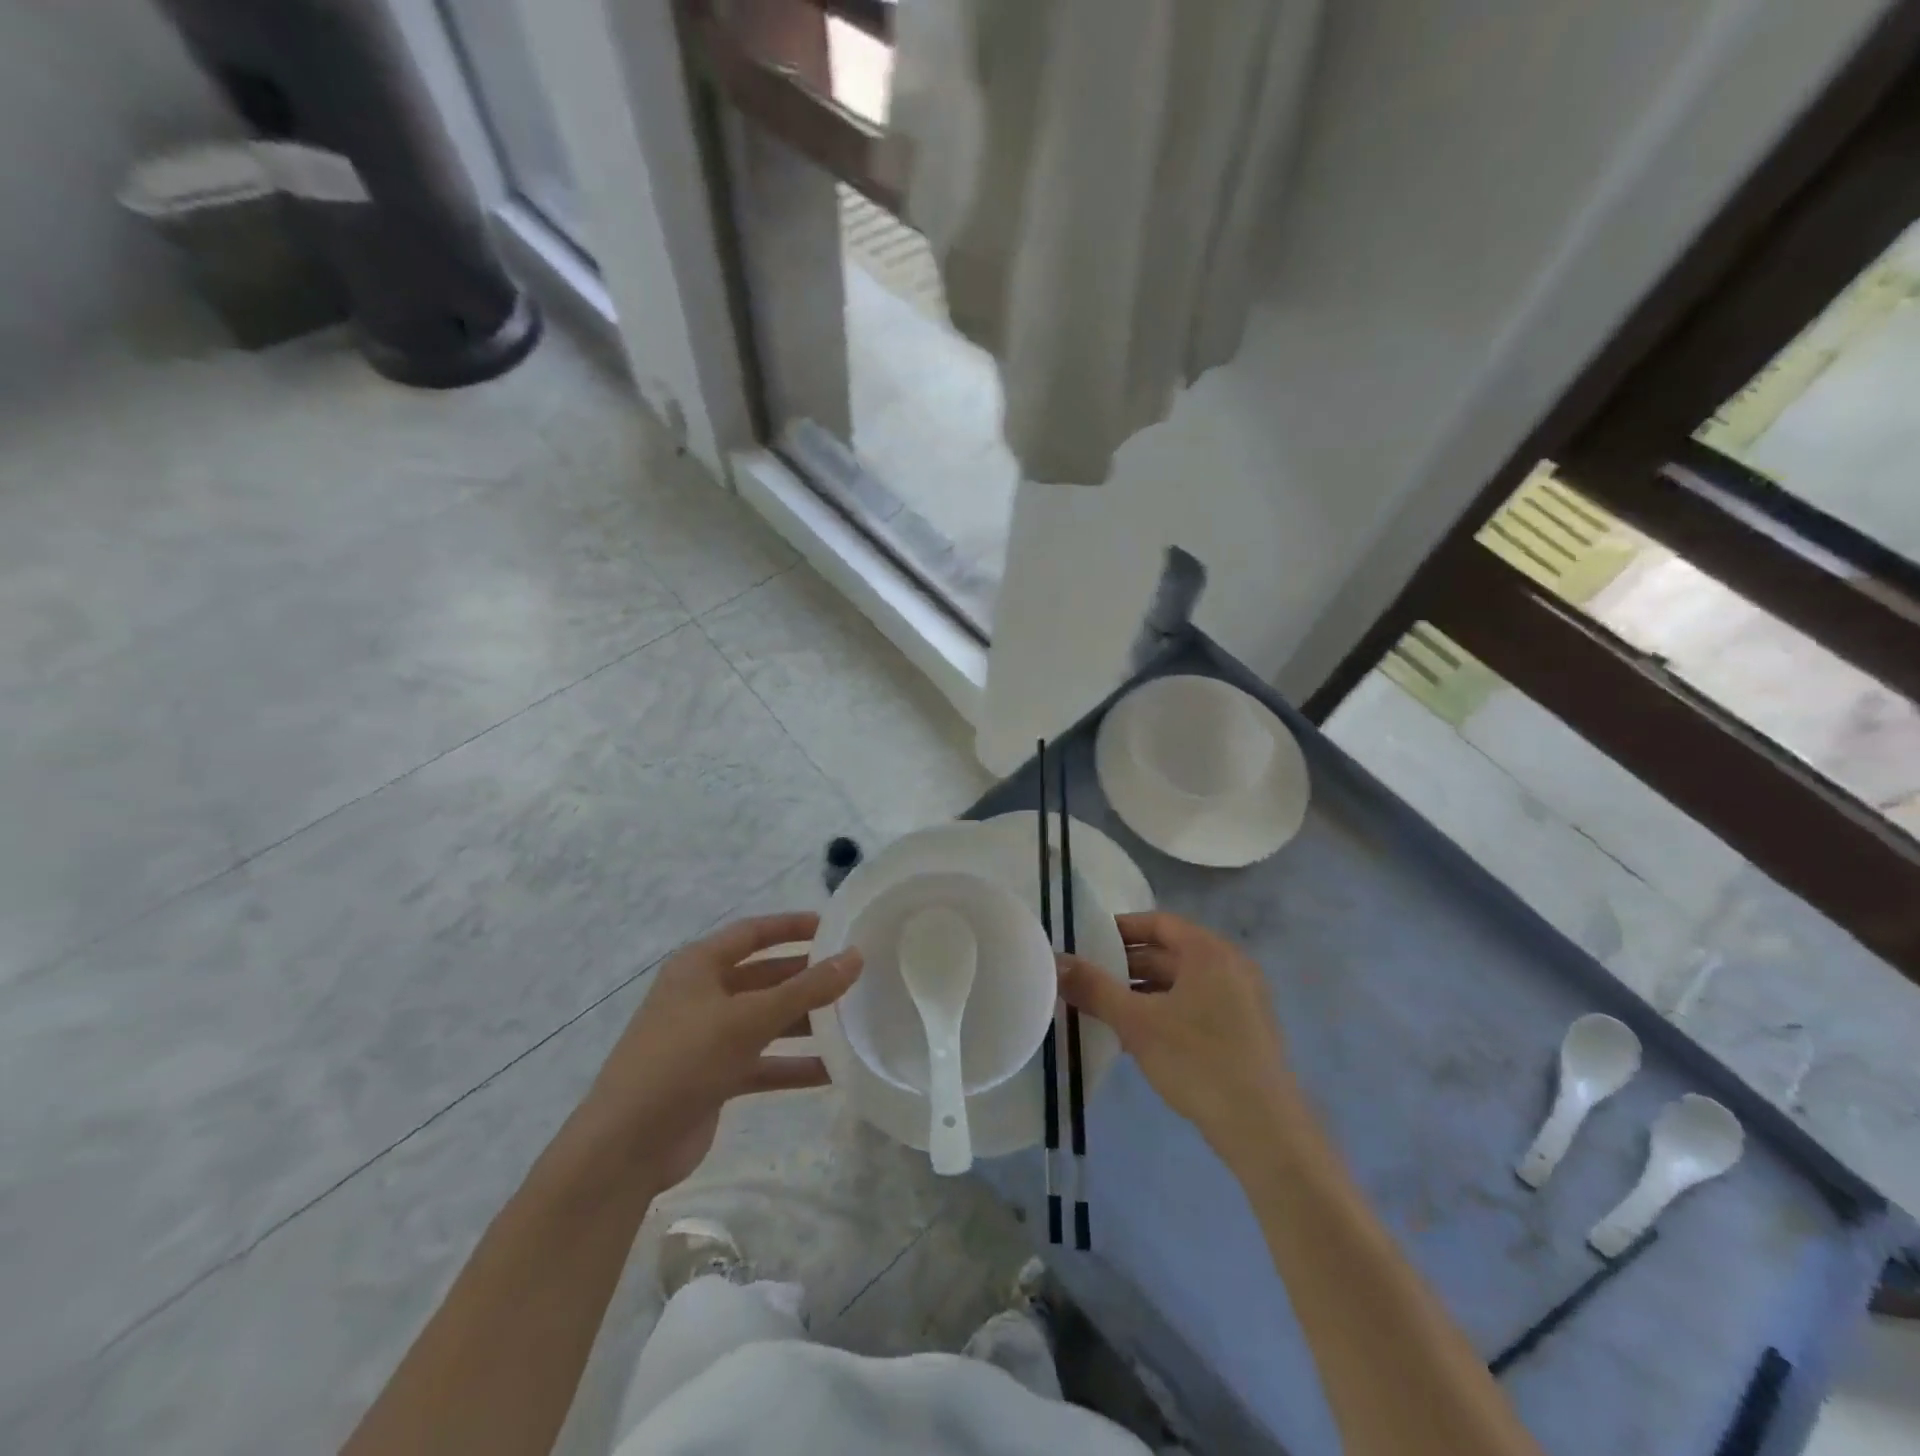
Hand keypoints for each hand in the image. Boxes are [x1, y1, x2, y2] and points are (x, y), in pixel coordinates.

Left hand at [582, 913, 861, 1189]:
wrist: (624, 1149)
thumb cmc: (683, 1061)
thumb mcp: (748, 1018)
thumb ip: (806, 989)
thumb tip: (856, 956)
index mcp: (699, 965)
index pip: (753, 932)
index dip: (792, 926)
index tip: (835, 926)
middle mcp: (703, 995)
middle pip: (764, 976)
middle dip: (806, 977)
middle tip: (854, 976)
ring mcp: (708, 1038)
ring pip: (767, 1020)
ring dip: (805, 1023)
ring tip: (853, 1021)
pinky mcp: (715, 1077)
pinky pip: (763, 1062)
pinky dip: (793, 1065)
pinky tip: (833, 1071)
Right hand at [1058, 911, 1299, 1164]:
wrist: (1265, 1132)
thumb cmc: (1199, 1062)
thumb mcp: (1137, 1023)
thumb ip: (1094, 988)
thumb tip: (1055, 961)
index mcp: (1209, 952)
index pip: (1158, 923)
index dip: (1120, 929)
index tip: (1087, 943)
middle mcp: (1230, 966)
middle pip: (1169, 952)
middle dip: (1126, 964)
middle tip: (1088, 978)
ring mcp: (1242, 1000)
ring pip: (1181, 982)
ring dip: (1143, 991)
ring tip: (1104, 1008)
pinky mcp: (1244, 1031)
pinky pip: (1196, 1005)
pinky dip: (1165, 1010)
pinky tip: (1138, 1036)